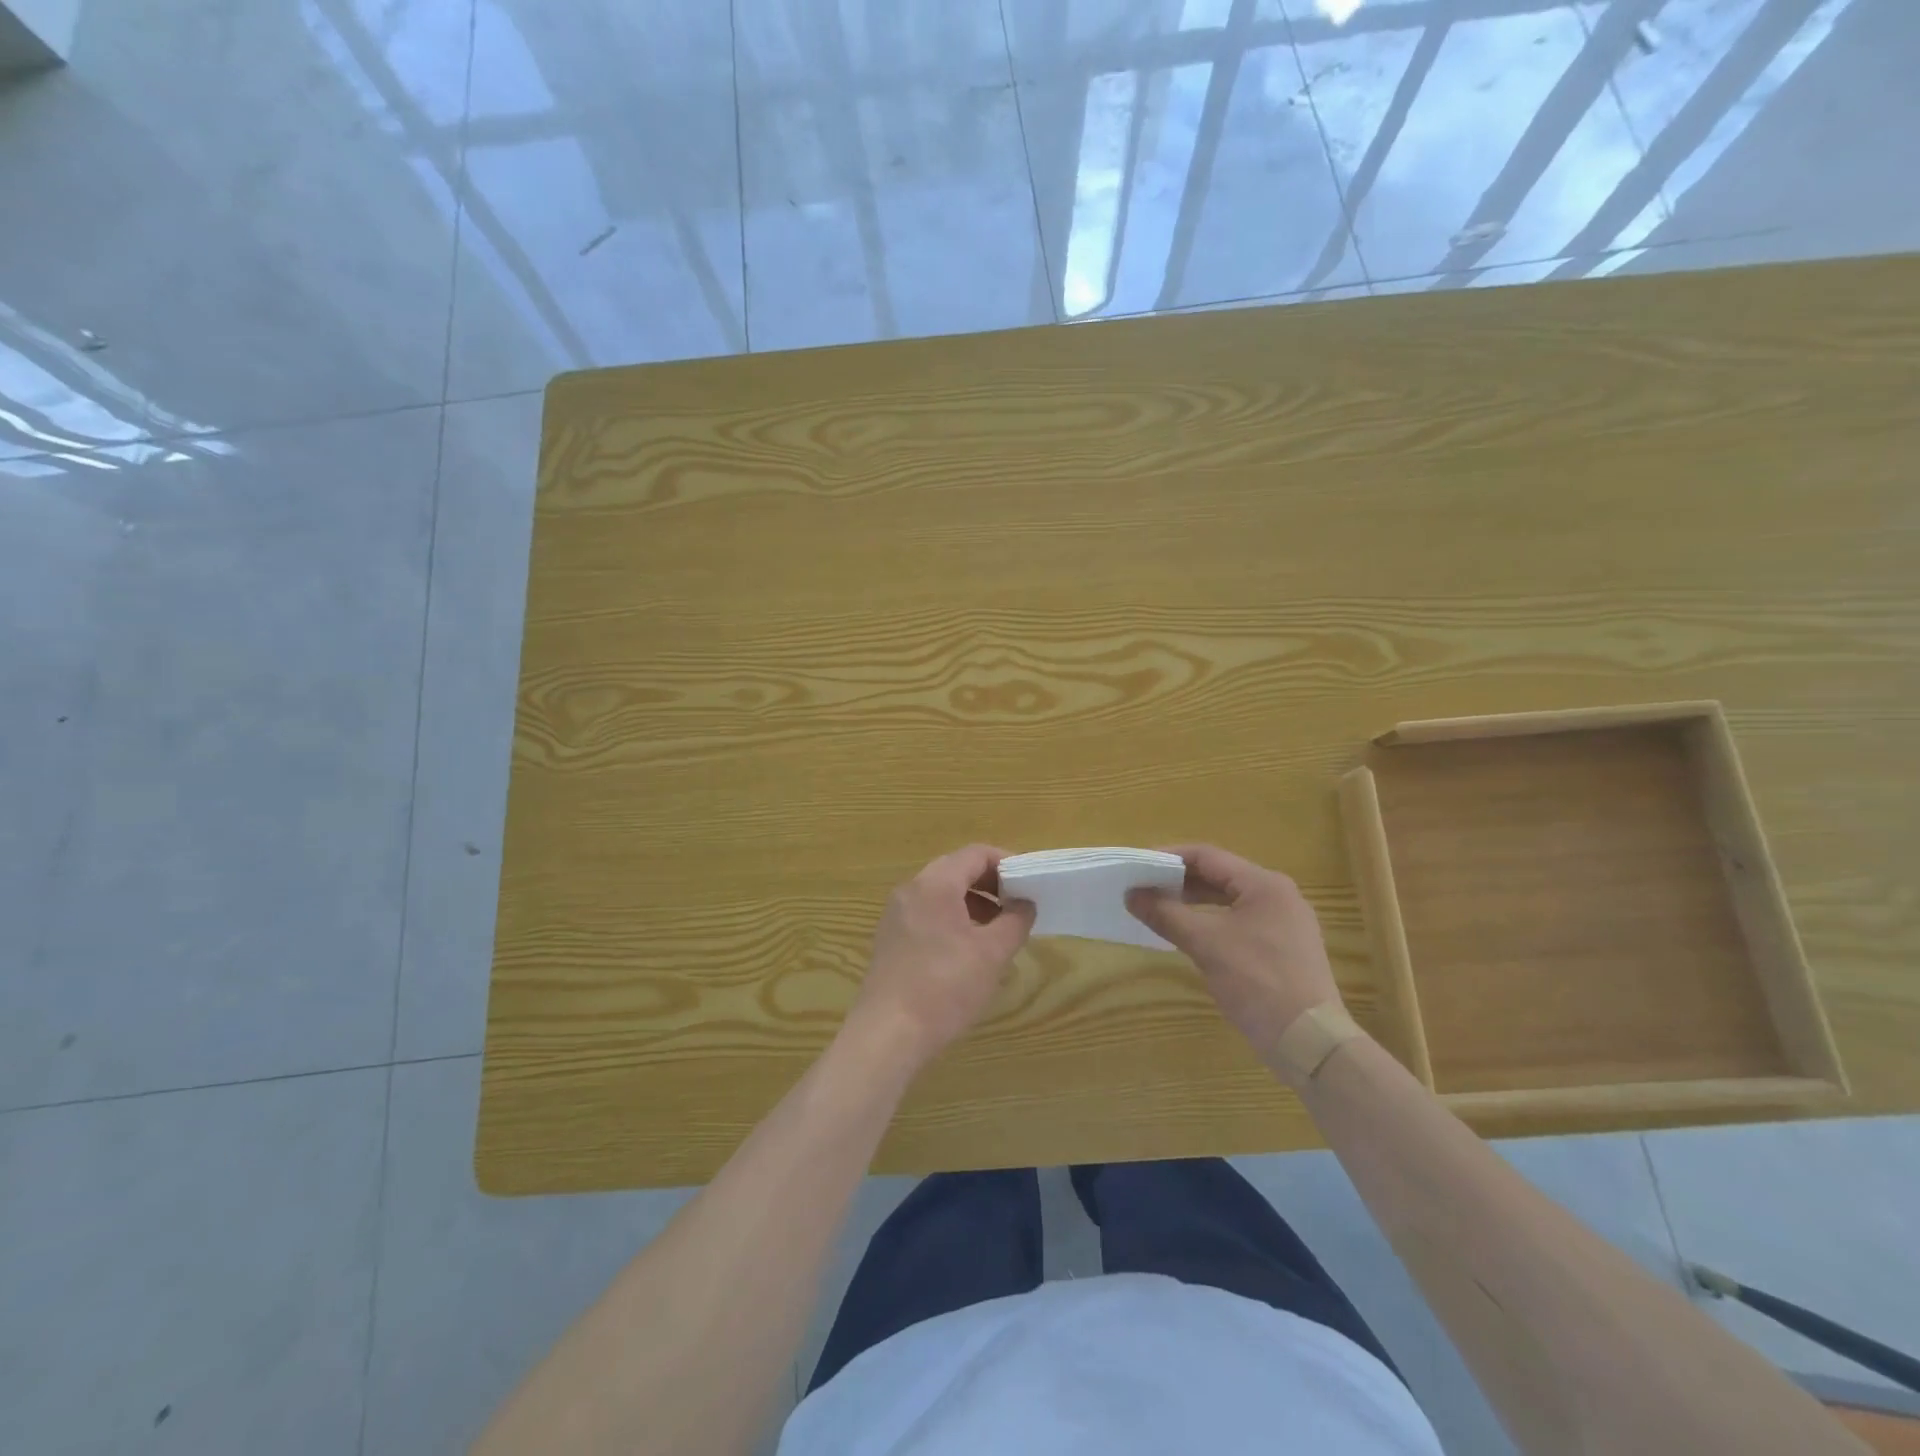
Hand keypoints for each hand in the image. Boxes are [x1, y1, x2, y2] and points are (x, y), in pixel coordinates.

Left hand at [847, 845, 1036, 1071]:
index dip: (1007, 863)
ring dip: (974, 903)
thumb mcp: (992, 953)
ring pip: (942, 894)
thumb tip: (1025, 903)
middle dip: (991, 884)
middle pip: (957, 869)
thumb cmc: (945, 987)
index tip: (1031, 884)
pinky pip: (928, 914)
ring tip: (999, 931)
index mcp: (935, 883)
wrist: (888, 1034)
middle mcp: (911, 890)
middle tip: (1019, 906)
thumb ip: (1015, 921)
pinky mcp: (891, 939)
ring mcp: (896, 914)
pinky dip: (953, 919)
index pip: (976, 854)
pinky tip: (970, 951)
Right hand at [1127, 844, 1341, 1059]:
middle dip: (1179, 881)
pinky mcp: (1283, 949)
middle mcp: (1278, 896)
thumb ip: (1166, 914)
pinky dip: (1211, 922)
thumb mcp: (1206, 944)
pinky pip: (1239, 923)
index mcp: (1264, 884)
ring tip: (1159, 909)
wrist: (1310, 1042)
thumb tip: (1131, 894)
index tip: (1138, 866)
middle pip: (1219, 876)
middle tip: (1143, 888)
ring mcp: (1284, 924)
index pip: (1208, 856)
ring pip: (1229, 901)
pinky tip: (1189, 935)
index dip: (1169, 857)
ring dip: (1194, 903)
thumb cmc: (1258, 982)